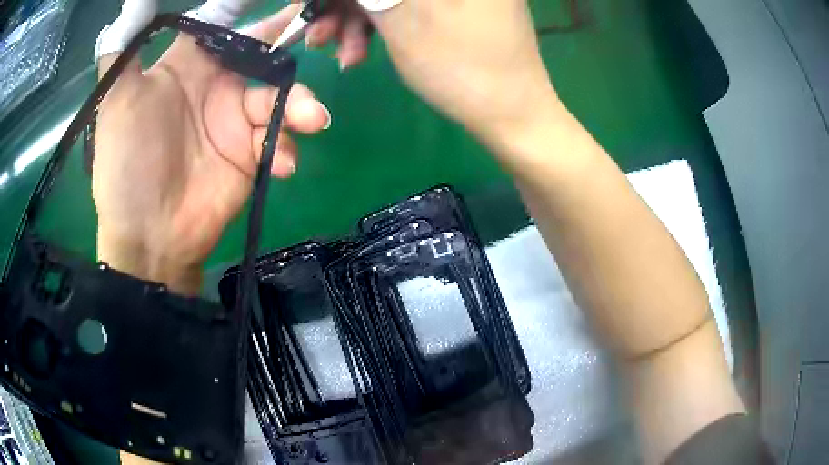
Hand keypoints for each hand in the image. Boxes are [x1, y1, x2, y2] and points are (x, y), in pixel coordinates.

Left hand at [93, 5, 330, 294]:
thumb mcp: (115, 101)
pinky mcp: (249, 157)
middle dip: (289, 46)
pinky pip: (279, 143)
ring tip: (311, 119)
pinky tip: (281, 164)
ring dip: (301, 105)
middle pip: (263, 56)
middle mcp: (214, 88)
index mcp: (186, 67)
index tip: (286, 0)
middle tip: (319, 35)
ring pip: (281, 99)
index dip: (250, 10)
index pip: (224, 26)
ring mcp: (234, 123)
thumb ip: (124, 50)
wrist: (148, 237)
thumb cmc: (127, 164)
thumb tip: (134, 3)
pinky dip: (287, 150)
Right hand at [310, 0, 559, 143]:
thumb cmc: (463, 67)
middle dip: (344, 5)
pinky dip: (380, 25)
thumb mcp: (403, 18)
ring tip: (342, 55)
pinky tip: (361, 51)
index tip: (306, 5)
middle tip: (318, 37)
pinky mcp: (456, 4)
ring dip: (356, 20)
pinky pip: (407, 4)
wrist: (513, 114)